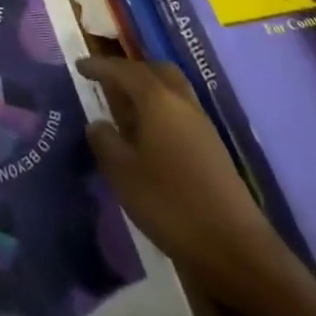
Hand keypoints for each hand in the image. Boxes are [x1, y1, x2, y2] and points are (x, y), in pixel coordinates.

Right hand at [78, 56, 300, 314]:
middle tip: (107, 81)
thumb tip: (98, 123)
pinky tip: (149, 134)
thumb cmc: (170, 204)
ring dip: (148, 89)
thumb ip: (105, 141)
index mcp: (158, 100)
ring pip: (172, 90)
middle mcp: (182, 103)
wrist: (235, 249)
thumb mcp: (122, 173)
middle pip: (156, 71)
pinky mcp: (213, 148)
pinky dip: (161, 110)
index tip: (79, 66)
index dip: (99, 66)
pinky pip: (181, 112)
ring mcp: (202, 125)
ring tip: (125, 107)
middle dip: (130, 71)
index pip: (123, 70)